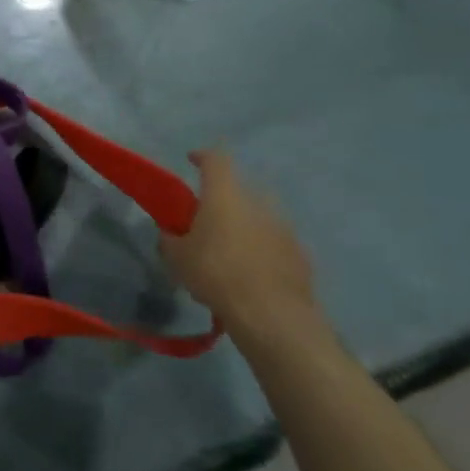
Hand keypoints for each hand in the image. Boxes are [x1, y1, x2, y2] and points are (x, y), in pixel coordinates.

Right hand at [159, 150, 322, 354]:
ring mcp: (283, 228)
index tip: (192, 159)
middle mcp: (257, 203)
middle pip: (238, 191)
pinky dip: (262, 250)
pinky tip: (252, 273)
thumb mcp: (177, 258)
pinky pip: (275, 243)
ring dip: (244, 227)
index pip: (215, 160)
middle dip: (223, 201)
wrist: (271, 313)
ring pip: (258, 217)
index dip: (202, 156)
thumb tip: (169, 233)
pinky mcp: (300, 253)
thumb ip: (170, 240)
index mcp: (224, 196)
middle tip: (207, 221)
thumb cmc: (215, 274)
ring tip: (229, 252)